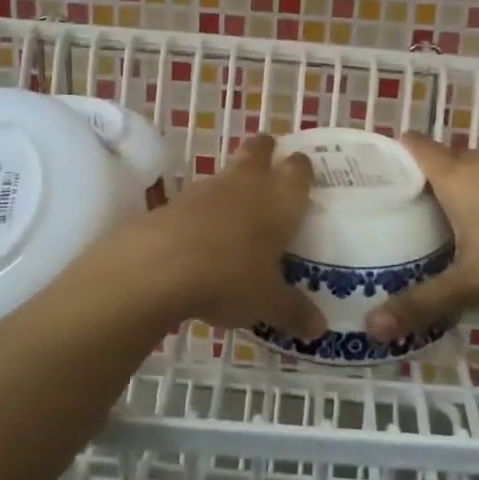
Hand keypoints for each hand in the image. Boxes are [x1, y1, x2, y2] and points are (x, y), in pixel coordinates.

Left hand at [111, 134, 325, 339]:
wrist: (159, 265)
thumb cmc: (230, 277)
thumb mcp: (267, 302)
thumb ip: (294, 311)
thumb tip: (320, 329)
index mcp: (281, 200)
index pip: (298, 170)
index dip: (302, 167)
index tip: (304, 170)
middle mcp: (248, 184)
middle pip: (259, 150)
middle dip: (266, 151)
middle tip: (271, 160)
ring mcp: (209, 188)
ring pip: (228, 171)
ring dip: (234, 180)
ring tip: (239, 205)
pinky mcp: (176, 200)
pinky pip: (199, 197)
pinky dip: (206, 207)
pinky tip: (205, 232)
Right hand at [363, 133, 478, 342]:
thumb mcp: (471, 285)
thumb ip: (422, 304)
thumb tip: (370, 328)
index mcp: (456, 175)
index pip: (414, 145)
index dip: (396, 153)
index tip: (384, 176)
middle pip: (448, 160)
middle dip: (435, 184)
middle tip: (423, 219)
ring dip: (475, 189)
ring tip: (471, 227)